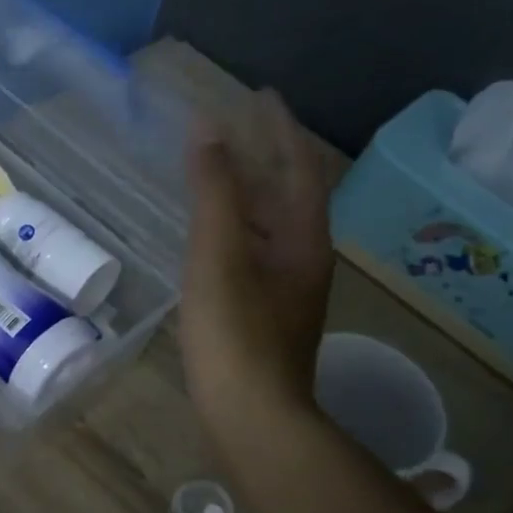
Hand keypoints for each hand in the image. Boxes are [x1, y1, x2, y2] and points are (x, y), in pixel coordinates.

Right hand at [179, 100, 335, 438]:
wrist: (253, 417)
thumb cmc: (235, 334)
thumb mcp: (219, 256)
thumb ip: (214, 192)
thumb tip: (208, 129)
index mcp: (303, 239)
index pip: (297, 167)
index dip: (279, 128)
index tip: (260, 95)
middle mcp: (305, 259)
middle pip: (289, 195)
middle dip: (266, 156)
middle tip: (237, 126)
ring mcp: (288, 290)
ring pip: (272, 226)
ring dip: (251, 194)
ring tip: (222, 172)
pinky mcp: (268, 315)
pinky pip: (256, 252)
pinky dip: (238, 229)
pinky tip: (216, 238)